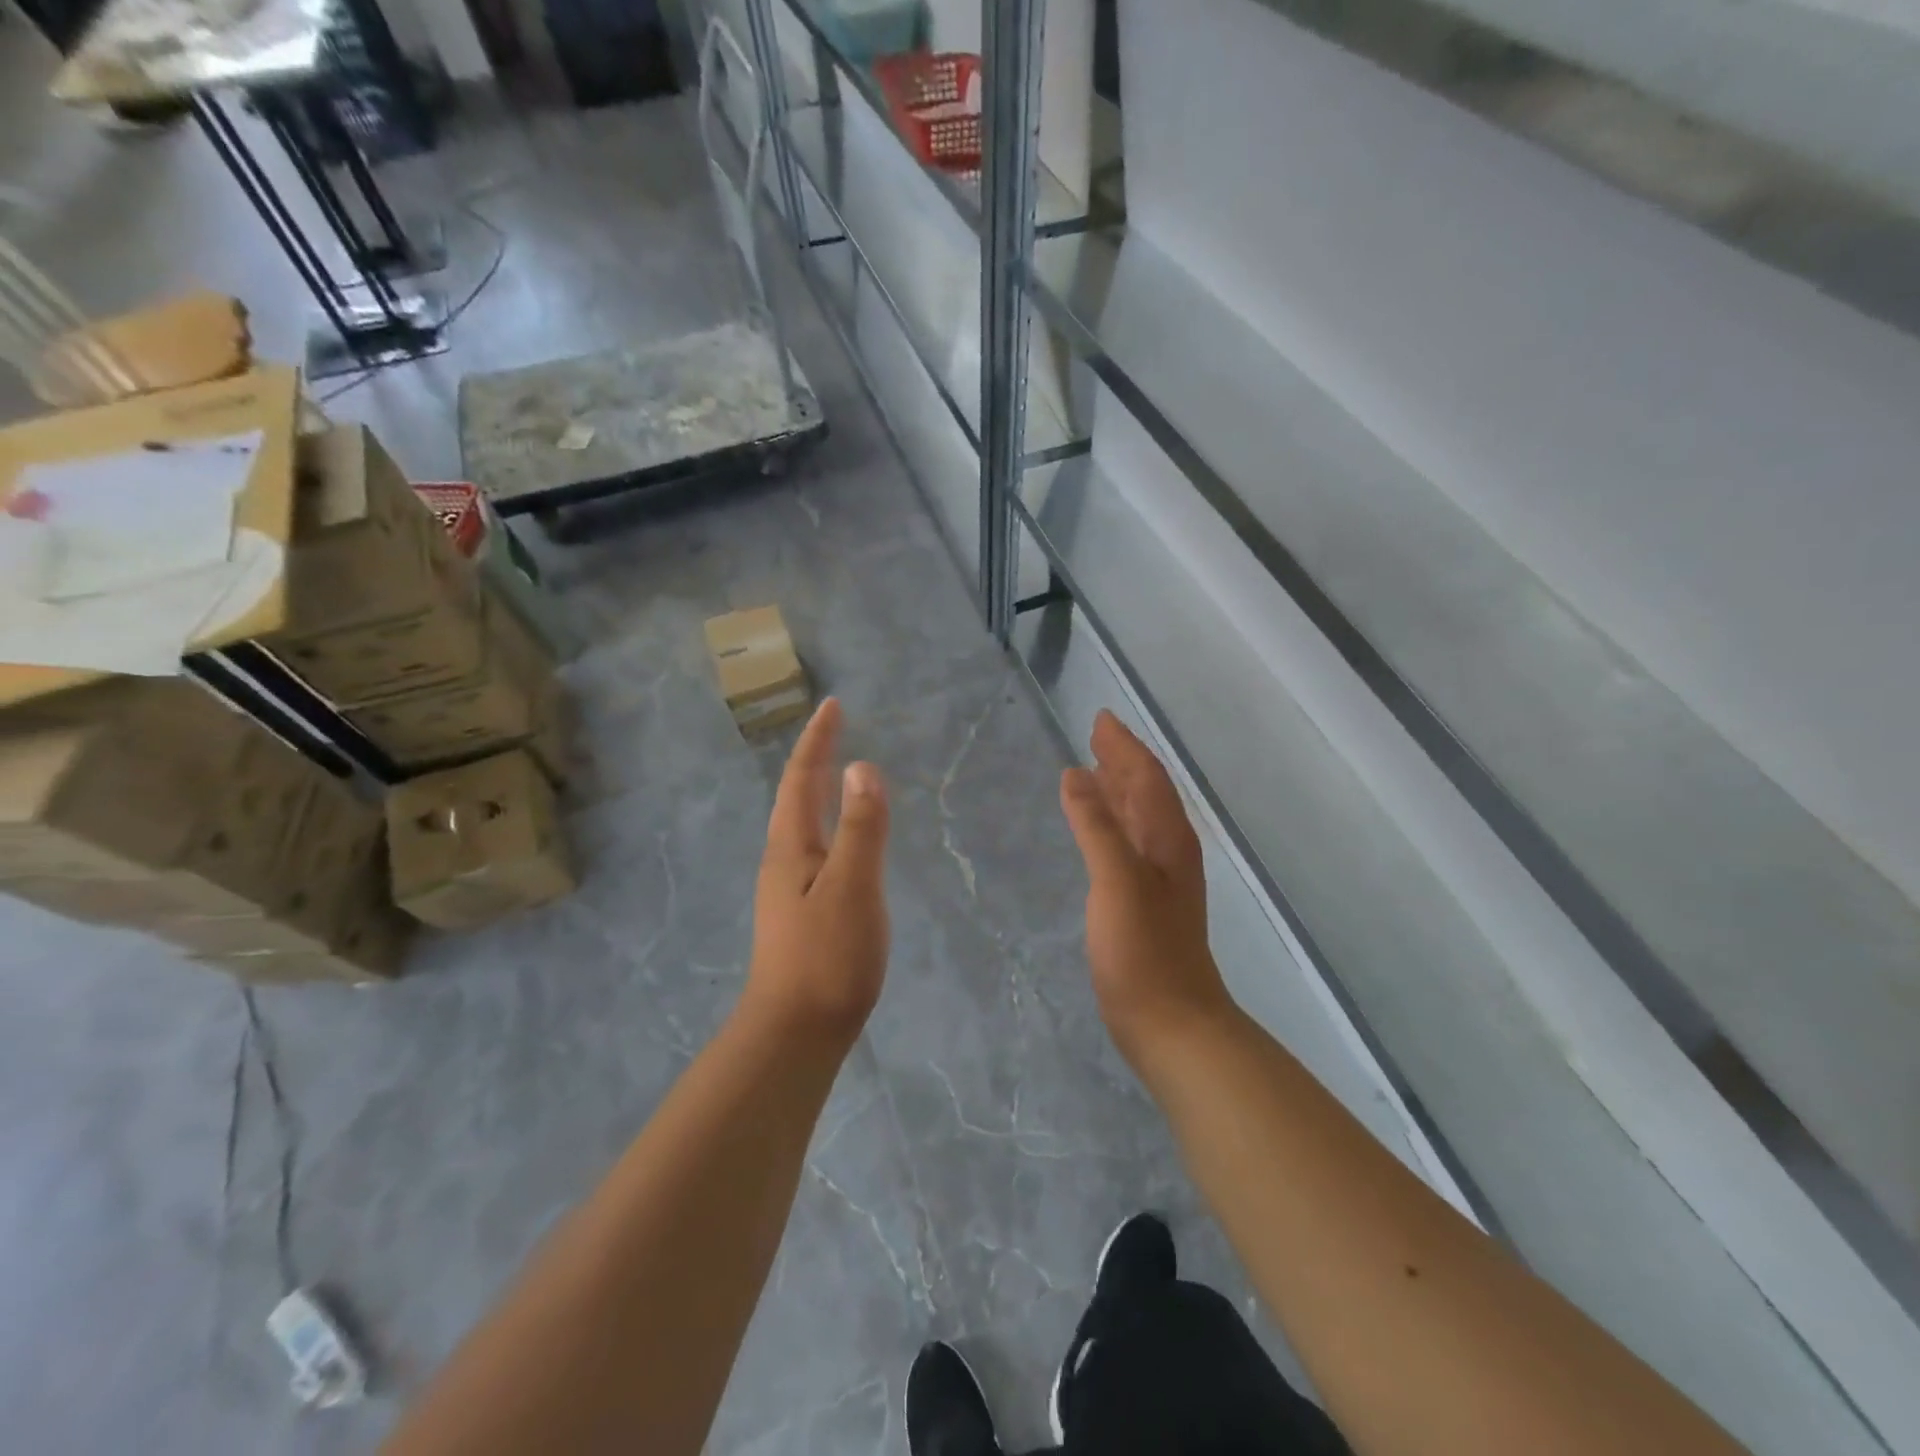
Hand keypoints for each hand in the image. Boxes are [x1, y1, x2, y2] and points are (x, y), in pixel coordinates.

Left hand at [745, 699, 890, 1045]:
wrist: (796, 1033)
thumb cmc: (827, 957)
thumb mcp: (852, 887)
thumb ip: (861, 828)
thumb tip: (862, 767)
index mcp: (791, 847)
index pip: (801, 779)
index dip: (818, 740)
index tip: (832, 705)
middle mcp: (783, 861)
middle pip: (795, 797)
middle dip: (814, 758)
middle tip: (834, 728)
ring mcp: (788, 889)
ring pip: (801, 824)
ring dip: (816, 790)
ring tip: (836, 773)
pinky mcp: (801, 914)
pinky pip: (814, 848)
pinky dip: (828, 824)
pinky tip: (840, 841)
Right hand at [1060, 711, 1234, 1065]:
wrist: (1172, 1024)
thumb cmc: (1144, 952)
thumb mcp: (1117, 882)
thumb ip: (1096, 827)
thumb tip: (1075, 775)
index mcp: (1168, 839)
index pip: (1146, 777)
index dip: (1124, 746)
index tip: (1101, 719)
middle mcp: (1168, 851)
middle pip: (1146, 792)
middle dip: (1122, 760)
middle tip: (1095, 735)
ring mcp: (1159, 879)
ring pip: (1139, 817)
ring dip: (1118, 789)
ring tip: (1093, 769)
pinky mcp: (1144, 902)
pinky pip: (1128, 843)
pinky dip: (1111, 823)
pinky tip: (1097, 830)